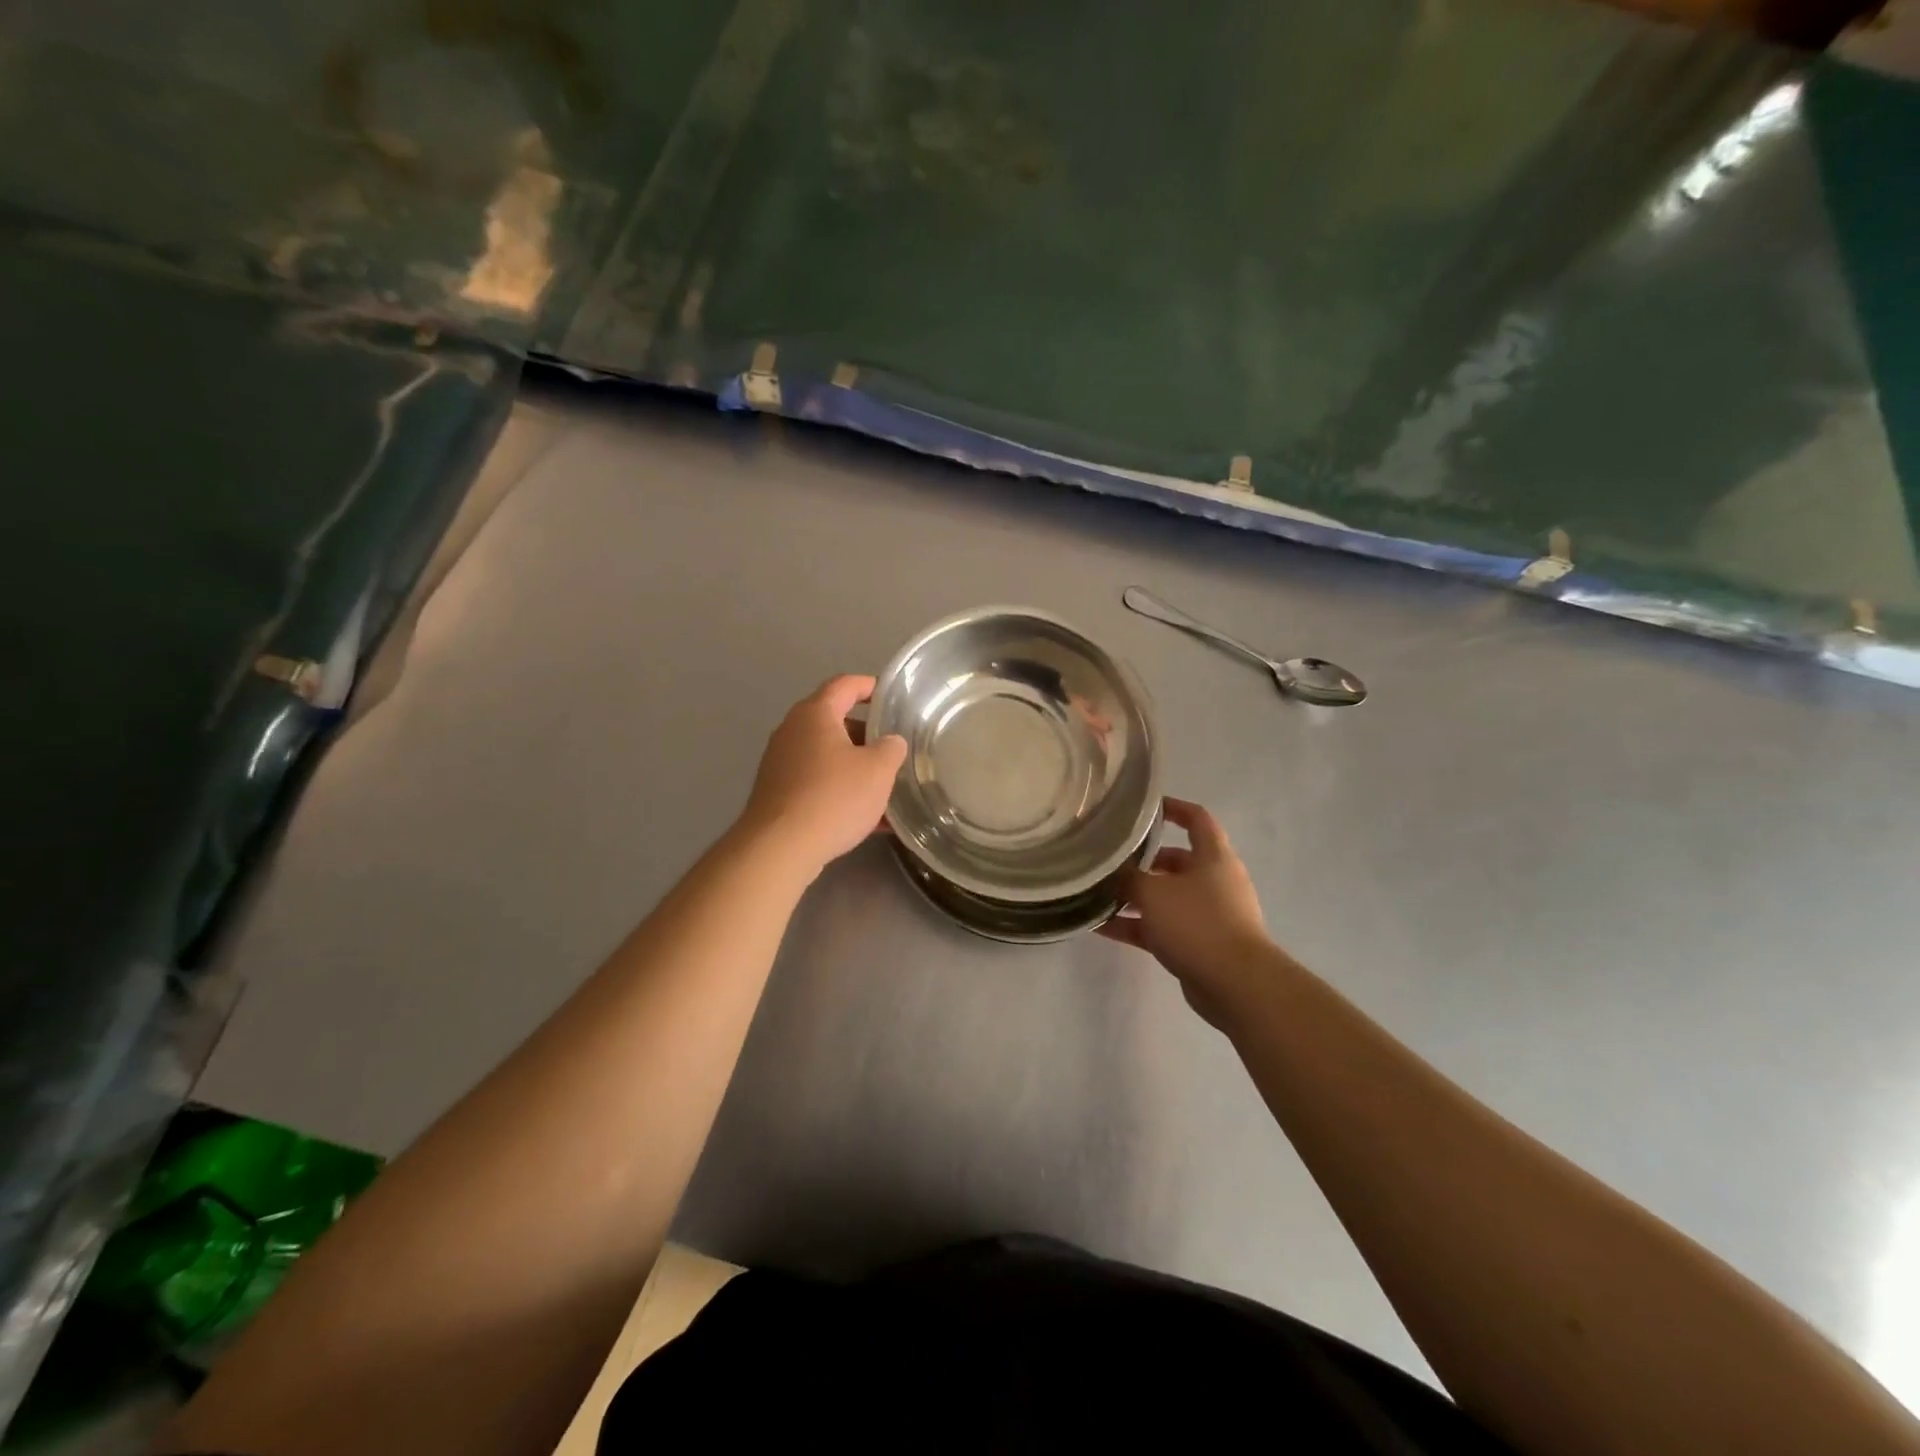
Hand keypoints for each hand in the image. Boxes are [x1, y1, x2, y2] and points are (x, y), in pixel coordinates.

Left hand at [739, 675, 906, 880]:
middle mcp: (792, 731)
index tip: (889, 695)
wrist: (780, 848)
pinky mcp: (777, 794)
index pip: (844, 685)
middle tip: (893, 748)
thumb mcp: (878, 770)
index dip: (869, 686)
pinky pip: (817, 784)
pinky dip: (841, 792)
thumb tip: (890, 741)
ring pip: (827, 757)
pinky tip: (869, 820)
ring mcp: (781, 763)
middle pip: (834, 722)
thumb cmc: (833, 797)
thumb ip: (891, 749)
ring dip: (855, 768)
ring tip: (886, 787)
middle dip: (866, 735)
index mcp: (815, 714)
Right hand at [1099, 798, 1276, 1028]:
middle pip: (1177, 861)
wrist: (1236, 984)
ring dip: (1135, 897)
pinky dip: (1136, 926)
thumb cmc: (1197, 922)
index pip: (1197, 819)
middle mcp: (1214, 881)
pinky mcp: (1200, 945)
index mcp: (1213, 857)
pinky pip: (1162, 927)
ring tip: (1099, 896)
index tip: (1145, 808)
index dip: (1174, 808)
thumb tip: (1111, 873)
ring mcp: (1209, 914)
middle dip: (1143, 861)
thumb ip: (1128, 878)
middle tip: (1111, 860)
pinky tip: (1102, 928)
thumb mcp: (1153, 892)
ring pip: (1167, 897)